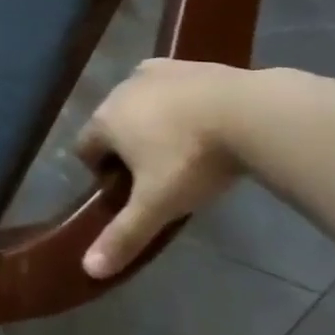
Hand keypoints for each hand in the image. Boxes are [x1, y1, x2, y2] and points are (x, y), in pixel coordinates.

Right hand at [75, 59, 245, 278]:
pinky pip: (167, 83)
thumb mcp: (158, 205)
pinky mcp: (185, 63)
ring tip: (185, 148)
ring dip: (150, 121)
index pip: (84, 148)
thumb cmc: (192, 160)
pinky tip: (203, 118)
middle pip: (110, 123)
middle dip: (126, 146)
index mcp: (105, 121)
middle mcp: (119, 91)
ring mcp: (153, 72)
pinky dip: (175, 100)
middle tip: (160, 174)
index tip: (131, 191)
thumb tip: (88, 270)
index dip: (101, 172)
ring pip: (138, 101)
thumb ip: (124, 235)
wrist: (249, 112)